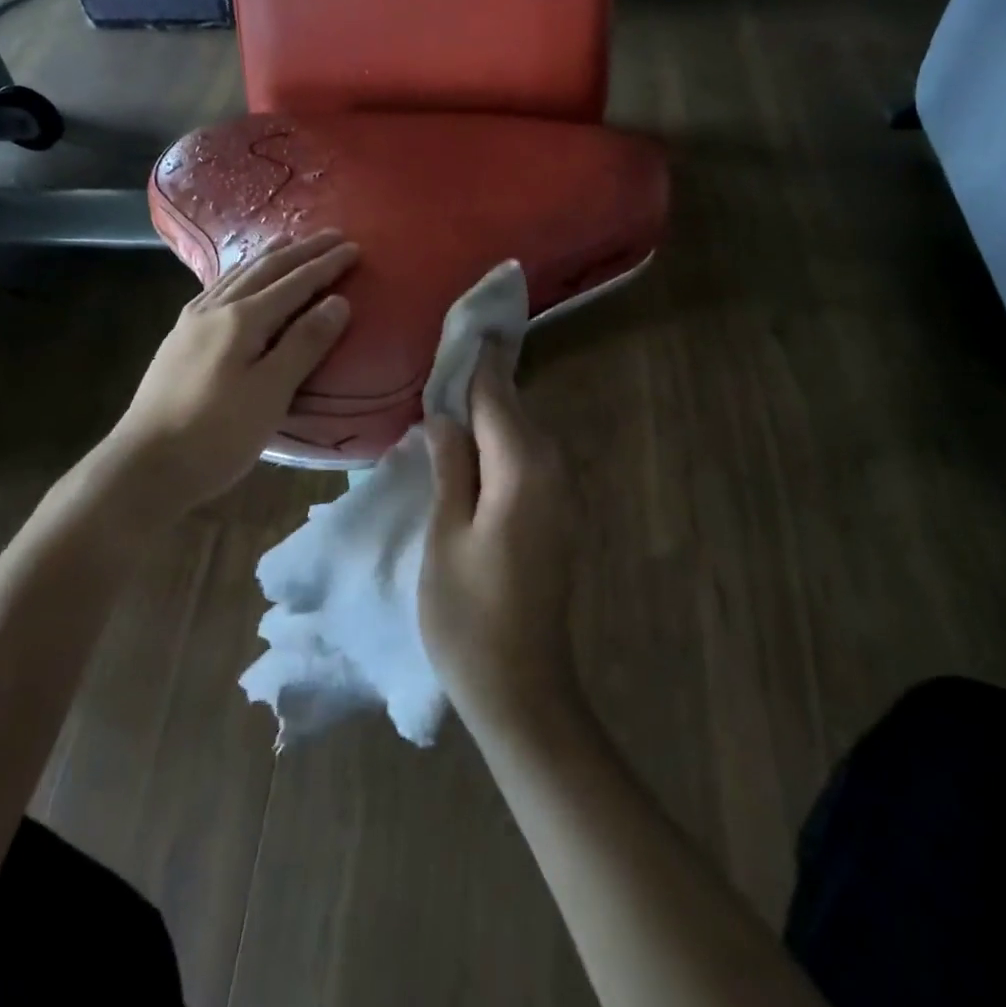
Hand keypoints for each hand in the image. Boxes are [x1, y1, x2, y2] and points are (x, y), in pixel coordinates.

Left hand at [106, 230, 357, 508]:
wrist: (144, 465)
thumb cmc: (216, 434)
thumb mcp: (270, 393)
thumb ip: (305, 344)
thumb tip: (338, 300)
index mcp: (242, 320)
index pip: (294, 283)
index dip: (326, 265)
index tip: (354, 248)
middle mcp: (215, 309)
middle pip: (265, 270)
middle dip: (301, 251)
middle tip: (331, 235)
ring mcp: (191, 322)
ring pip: (237, 276)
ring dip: (268, 257)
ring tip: (287, 241)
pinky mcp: (179, 339)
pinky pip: (218, 290)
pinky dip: (240, 274)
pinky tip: (238, 280)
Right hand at [420, 342, 580, 733]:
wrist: (522, 688)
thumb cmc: (469, 615)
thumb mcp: (445, 535)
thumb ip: (450, 467)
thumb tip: (446, 416)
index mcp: (522, 468)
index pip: (498, 395)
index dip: (481, 359)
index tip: (472, 318)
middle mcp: (552, 470)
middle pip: (514, 409)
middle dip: (484, 381)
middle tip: (446, 354)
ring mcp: (561, 494)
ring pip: (522, 433)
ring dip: (491, 412)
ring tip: (450, 391)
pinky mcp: (558, 515)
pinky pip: (527, 459)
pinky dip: (501, 442)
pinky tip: (471, 445)